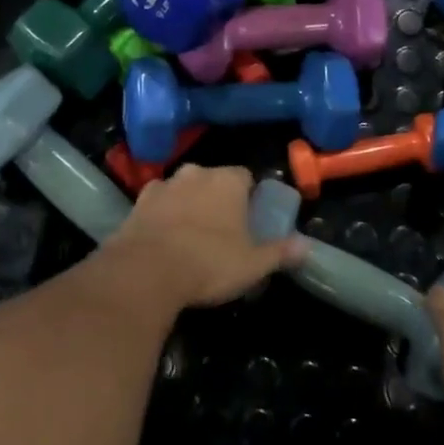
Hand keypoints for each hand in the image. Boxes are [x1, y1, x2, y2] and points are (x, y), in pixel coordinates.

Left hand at [110, 164, 308, 309]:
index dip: (249, 196)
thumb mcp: (253, 264)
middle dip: (217, 198)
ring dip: (188, 203)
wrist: (145, 271)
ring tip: (191, 235)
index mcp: (228, 181)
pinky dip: (162, 214)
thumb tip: (306, 246)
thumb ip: (280, 252)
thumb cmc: (209, 262)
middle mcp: (196, 173)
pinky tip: (163, 238)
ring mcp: (163, 185)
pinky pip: (157, 203)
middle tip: (222, 229)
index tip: (250, 219)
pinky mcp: (137, 202)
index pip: (246, 177)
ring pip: (183, 189)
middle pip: (213, 179)